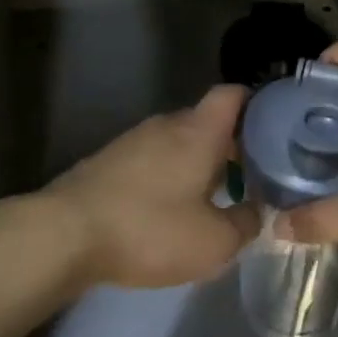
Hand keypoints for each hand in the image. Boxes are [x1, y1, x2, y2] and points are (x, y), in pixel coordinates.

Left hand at [44, 86, 257, 288]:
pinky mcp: (107, 162)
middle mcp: (167, 125)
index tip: (274, 130)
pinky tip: (167, 211)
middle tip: (250, 176)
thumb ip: (246, 224)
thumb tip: (257, 211)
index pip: (234, 94)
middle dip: (230, 145)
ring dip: (197, 164)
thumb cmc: (149, 230)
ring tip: (211, 198)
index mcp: (199, 131)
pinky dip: (167, 177)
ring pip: (178, 142)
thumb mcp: (214, 242)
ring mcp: (133, 140)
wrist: (63, 235)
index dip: (256, 104)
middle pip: (208, 121)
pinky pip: (151, 160)